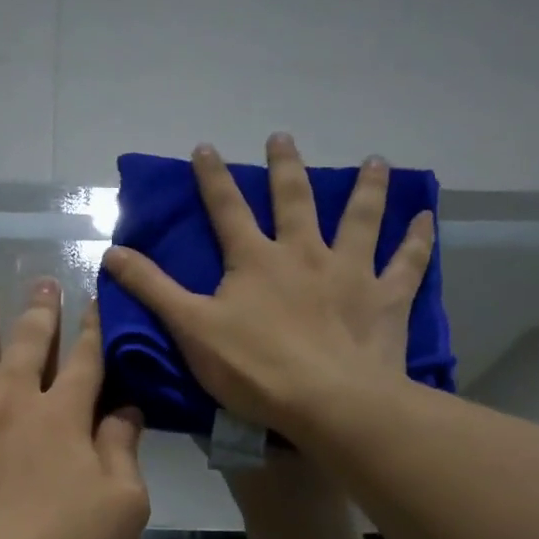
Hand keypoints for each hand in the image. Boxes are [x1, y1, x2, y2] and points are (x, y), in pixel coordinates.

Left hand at [0, 280, 148, 538]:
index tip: (96, 301)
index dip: (94, 329)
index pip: (85, 361)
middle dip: (40, 313)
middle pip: (28, 345)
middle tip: (43, 283)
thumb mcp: (123, 509)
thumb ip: (124, 452)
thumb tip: (127, 409)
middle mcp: (11, 402)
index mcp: (64, 417)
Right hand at [101, 132, 433, 433]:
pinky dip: (417, 240)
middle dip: (284, 167)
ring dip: (365, 188)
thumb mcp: (191, 329)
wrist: (328, 401)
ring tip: (374, 161)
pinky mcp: (385, 298)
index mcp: (255, 260)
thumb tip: (111, 253)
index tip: (205, 147)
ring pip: (359, 218)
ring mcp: (350, 272)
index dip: (212, 178)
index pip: (226, 209)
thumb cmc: (254, 368)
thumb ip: (153, 290)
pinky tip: (426, 218)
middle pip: (294, 200)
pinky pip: (407, 262)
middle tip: (282, 137)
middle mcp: (304, 253)